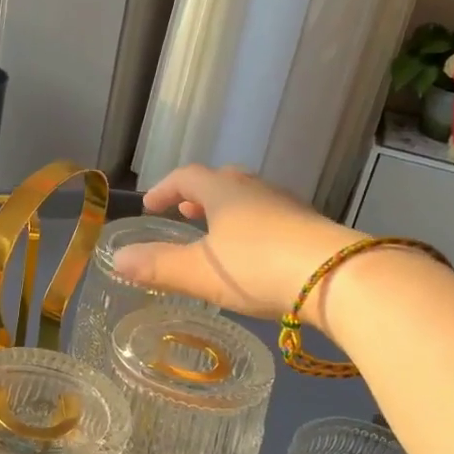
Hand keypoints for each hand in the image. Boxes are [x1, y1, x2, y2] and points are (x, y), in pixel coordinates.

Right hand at [112, 165, 360, 327]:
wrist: (337, 277)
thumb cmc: (258, 266)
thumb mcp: (200, 271)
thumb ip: (158, 266)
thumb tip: (117, 258)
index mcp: (225, 192)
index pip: (187, 177)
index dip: (165, 188)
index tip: (149, 206)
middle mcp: (257, 190)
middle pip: (223, 181)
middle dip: (199, 195)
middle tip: (185, 213)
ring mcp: (289, 207)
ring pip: (251, 198)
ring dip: (229, 210)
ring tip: (218, 232)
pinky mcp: (312, 228)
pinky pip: (273, 218)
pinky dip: (254, 227)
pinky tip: (257, 254)